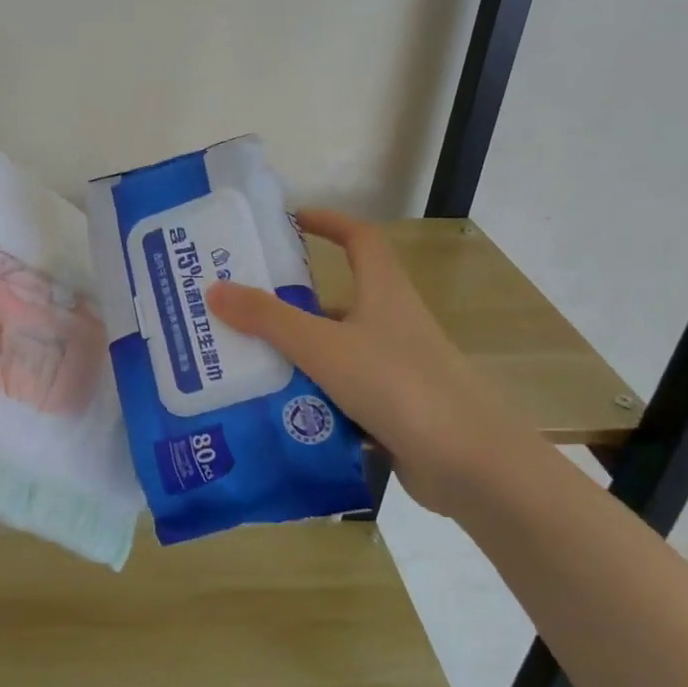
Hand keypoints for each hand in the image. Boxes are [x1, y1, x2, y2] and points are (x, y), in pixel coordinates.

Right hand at [206, 209, 534, 514]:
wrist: (472, 465)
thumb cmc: (398, 385)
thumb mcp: (324, 347)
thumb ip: (269, 319)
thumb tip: (215, 289)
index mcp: (384, 292)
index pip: (359, 238)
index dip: (328, 222)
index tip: (289, 221)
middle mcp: (391, 323)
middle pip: (337, 300)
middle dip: (291, 303)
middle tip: (240, 309)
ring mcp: (396, 369)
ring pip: (336, 351)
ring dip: (297, 356)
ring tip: (243, 363)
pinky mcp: (395, 410)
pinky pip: (343, 394)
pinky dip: (313, 398)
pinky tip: (276, 412)